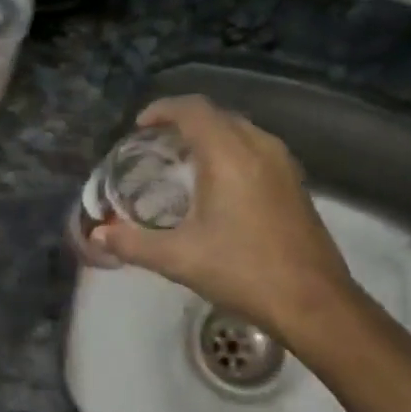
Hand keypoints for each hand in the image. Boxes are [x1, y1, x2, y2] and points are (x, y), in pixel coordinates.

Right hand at [94, 96, 354, 330]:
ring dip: (209, 136)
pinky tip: (216, 185)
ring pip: (240, 131)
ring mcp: (283, 164)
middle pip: (217, 115)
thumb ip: (133, 243)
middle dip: (183, 123)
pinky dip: (230, 152)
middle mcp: (259, 147)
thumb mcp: (178, 259)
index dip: (162, 110)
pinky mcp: (294, 183)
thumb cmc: (243, 272)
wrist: (312, 302)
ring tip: (181, 162)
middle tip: (154, 146)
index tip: (139, 127)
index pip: (193, 110)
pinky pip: (256, 149)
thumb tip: (98, 234)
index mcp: (229, 155)